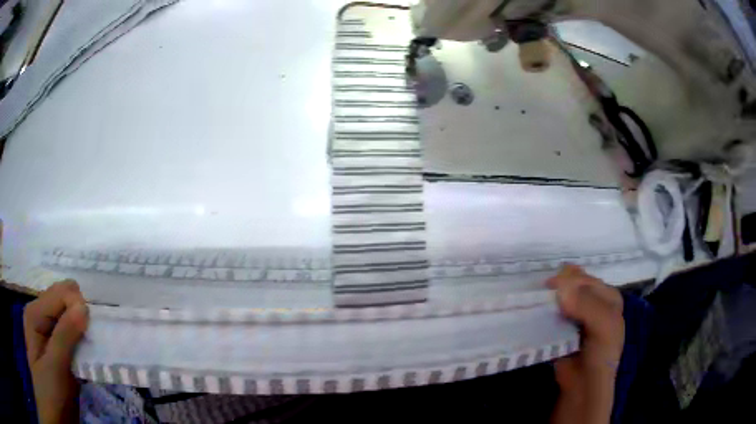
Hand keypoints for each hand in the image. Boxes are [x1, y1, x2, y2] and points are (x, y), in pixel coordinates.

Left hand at [23, 281, 88, 423]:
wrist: (54, 413)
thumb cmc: (49, 391)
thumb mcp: (55, 367)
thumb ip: (65, 336)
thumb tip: (84, 306)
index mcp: (35, 312)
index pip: (62, 293)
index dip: (78, 309)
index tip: (90, 335)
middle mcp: (41, 314)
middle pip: (66, 299)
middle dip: (81, 317)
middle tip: (89, 343)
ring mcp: (49, 330)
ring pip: (71, 316)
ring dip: (83, 330)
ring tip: (90, 352)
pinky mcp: (58, 346)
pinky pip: (73, 333)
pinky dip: (83, 341)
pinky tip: (86, 357)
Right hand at [547, 265, 624, 423]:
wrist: (583, 386)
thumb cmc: (600, 354)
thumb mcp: (604, 326)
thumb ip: (587, 305)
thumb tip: (560, 288)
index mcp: (608, 296)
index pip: (585, 279)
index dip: (569, 280)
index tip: (549, 287)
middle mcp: (593, 302)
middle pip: (571, 286)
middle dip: (556, 288)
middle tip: (538, 295)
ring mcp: (576, 315)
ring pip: (559, 298)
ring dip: (546, 299)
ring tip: (531, 301)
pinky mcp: (560, 328)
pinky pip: (549, 314)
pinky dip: (541, 312)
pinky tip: (532, 312)